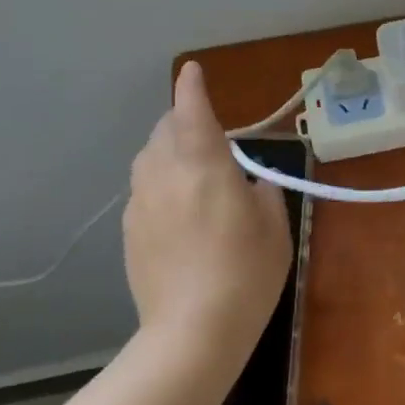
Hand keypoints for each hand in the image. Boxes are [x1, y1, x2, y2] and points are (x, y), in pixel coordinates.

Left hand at [124, 62, 291, 355]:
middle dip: (184, 121)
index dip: (193, 86)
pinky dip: (159, 184)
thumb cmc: (246, 274)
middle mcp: (165, 174)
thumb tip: (251, 182)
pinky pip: (143, 189)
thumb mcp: (275, 228)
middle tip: (211, 141)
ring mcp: (141, 202)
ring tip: (193, 173)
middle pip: (165, 129)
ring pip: (149, 157)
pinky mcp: (129, 230)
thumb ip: (263, 192)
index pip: (192, 110)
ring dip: (169, 151)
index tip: (194, 71)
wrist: (192, 333)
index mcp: (204, 165)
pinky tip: (179, 213)